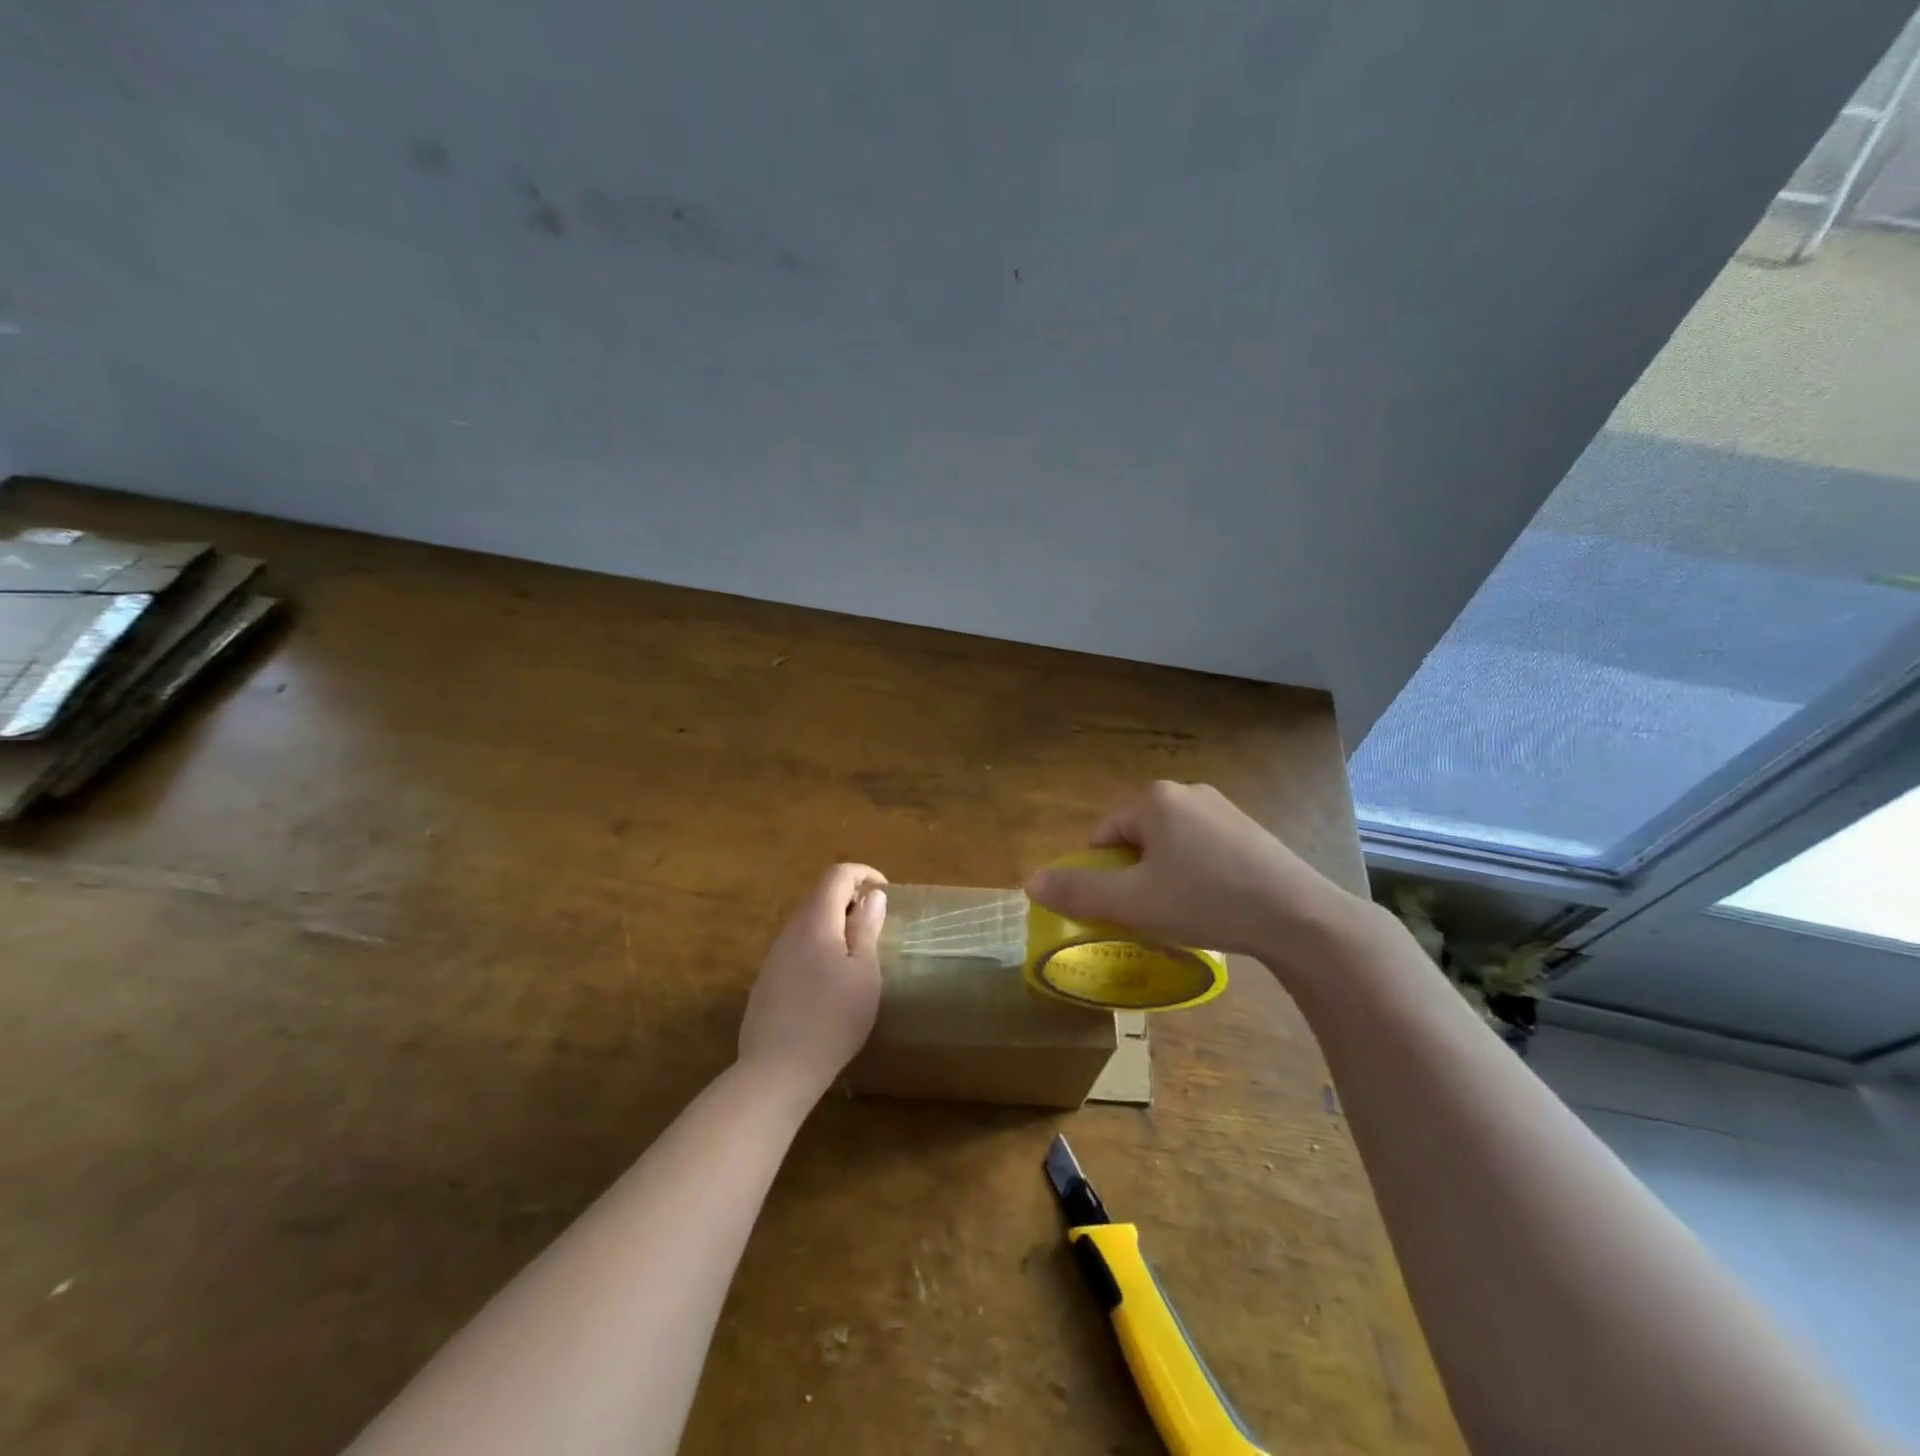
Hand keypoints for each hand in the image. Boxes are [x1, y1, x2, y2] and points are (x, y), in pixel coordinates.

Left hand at [738, 863, 887, 1101]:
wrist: (777, 1069)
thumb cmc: (833, 1018)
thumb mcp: (864, 973)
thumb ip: (866, 929)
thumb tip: (872, 896)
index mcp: (816, 921)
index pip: (837, 875)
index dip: (863, 874)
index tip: (885, 893)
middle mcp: (790, 930)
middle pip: (820, 896)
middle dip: (850, 899)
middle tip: (876, 925)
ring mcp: (774, 956)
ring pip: (808, 923)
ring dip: (835, 925)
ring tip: (858, 955)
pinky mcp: (767, 980)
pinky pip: (797, 947)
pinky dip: (819, 947)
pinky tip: (830, 982)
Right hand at [1025, 781, 1366, 968]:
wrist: (1297, 917)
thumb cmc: (1205, 901)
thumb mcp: (1133, 903)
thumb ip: (1078, 892)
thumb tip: (1030, 883)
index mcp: (1154, 799)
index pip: (1103, 836)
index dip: (1105, 876)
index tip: (1124, 907)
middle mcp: (1187, 792)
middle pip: (1137, 838)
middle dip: (1136, 875)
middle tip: (1153, 912)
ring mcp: (1223, 808)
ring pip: (1171, 846)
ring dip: (1166, 876)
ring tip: (1186, 913)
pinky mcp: (1249, 830)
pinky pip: (1203, 850)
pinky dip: (1198, 875)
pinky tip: (1216, 904)